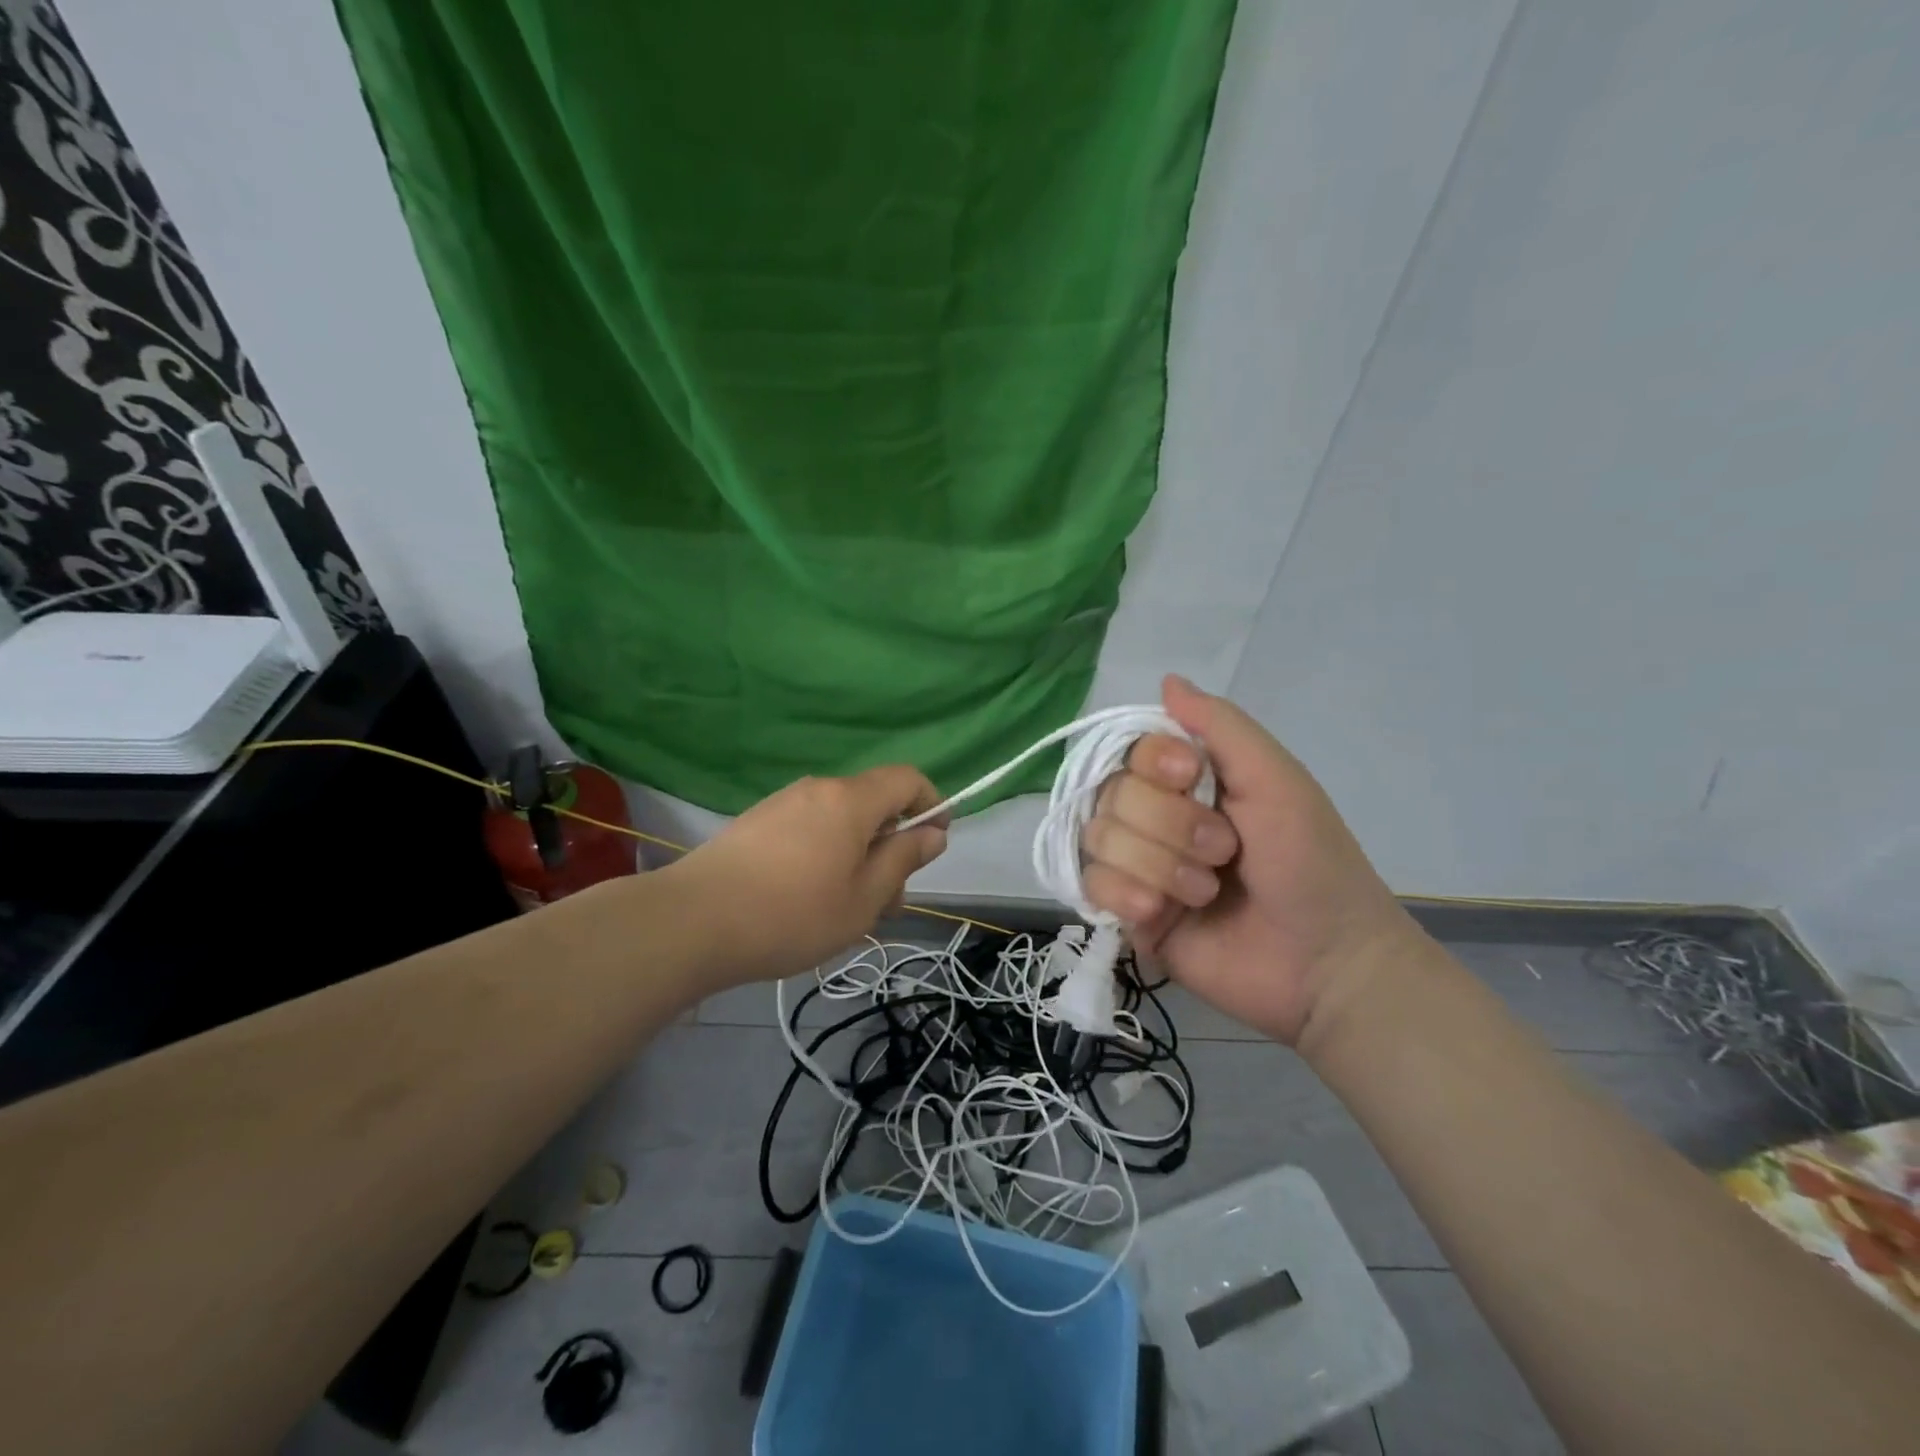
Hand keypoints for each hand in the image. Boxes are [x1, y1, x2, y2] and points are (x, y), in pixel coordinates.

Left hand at [670, 767, 947, 986]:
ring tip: (848, 910)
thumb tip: (933, 833)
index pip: (907, 778)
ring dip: (859, 856)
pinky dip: (827, 854)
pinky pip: (809, 828)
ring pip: (840, 821)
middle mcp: (817, 789)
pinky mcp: (756, 823)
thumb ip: (903, 859)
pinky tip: (809, 899)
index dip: (931, 803)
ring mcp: (782, 803)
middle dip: (892, 846)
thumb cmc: (791, 914)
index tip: (935, 842)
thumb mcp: (863, 898)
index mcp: (850, 800)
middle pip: (873, 804)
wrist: (691, 922)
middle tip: (888, 903)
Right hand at [1081, 675, 1422, 1046]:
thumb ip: (1221, 726)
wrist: (1324, 964)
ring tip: (1206, 892)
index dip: (1151, 762)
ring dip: (1158, 865)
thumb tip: (1167, 680)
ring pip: (1099, 838)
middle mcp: (1155, 816)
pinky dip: (1128, 893)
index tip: (1189, 774)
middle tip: (1224, 851)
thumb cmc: (1310, 863)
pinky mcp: (1127, 912)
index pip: (1130, 749)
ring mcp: (1138, 865)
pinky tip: (1162, 914)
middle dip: (1171, 825)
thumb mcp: (1277, 779)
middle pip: (1111, 794)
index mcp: (1189, 781)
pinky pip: (1090, 884)